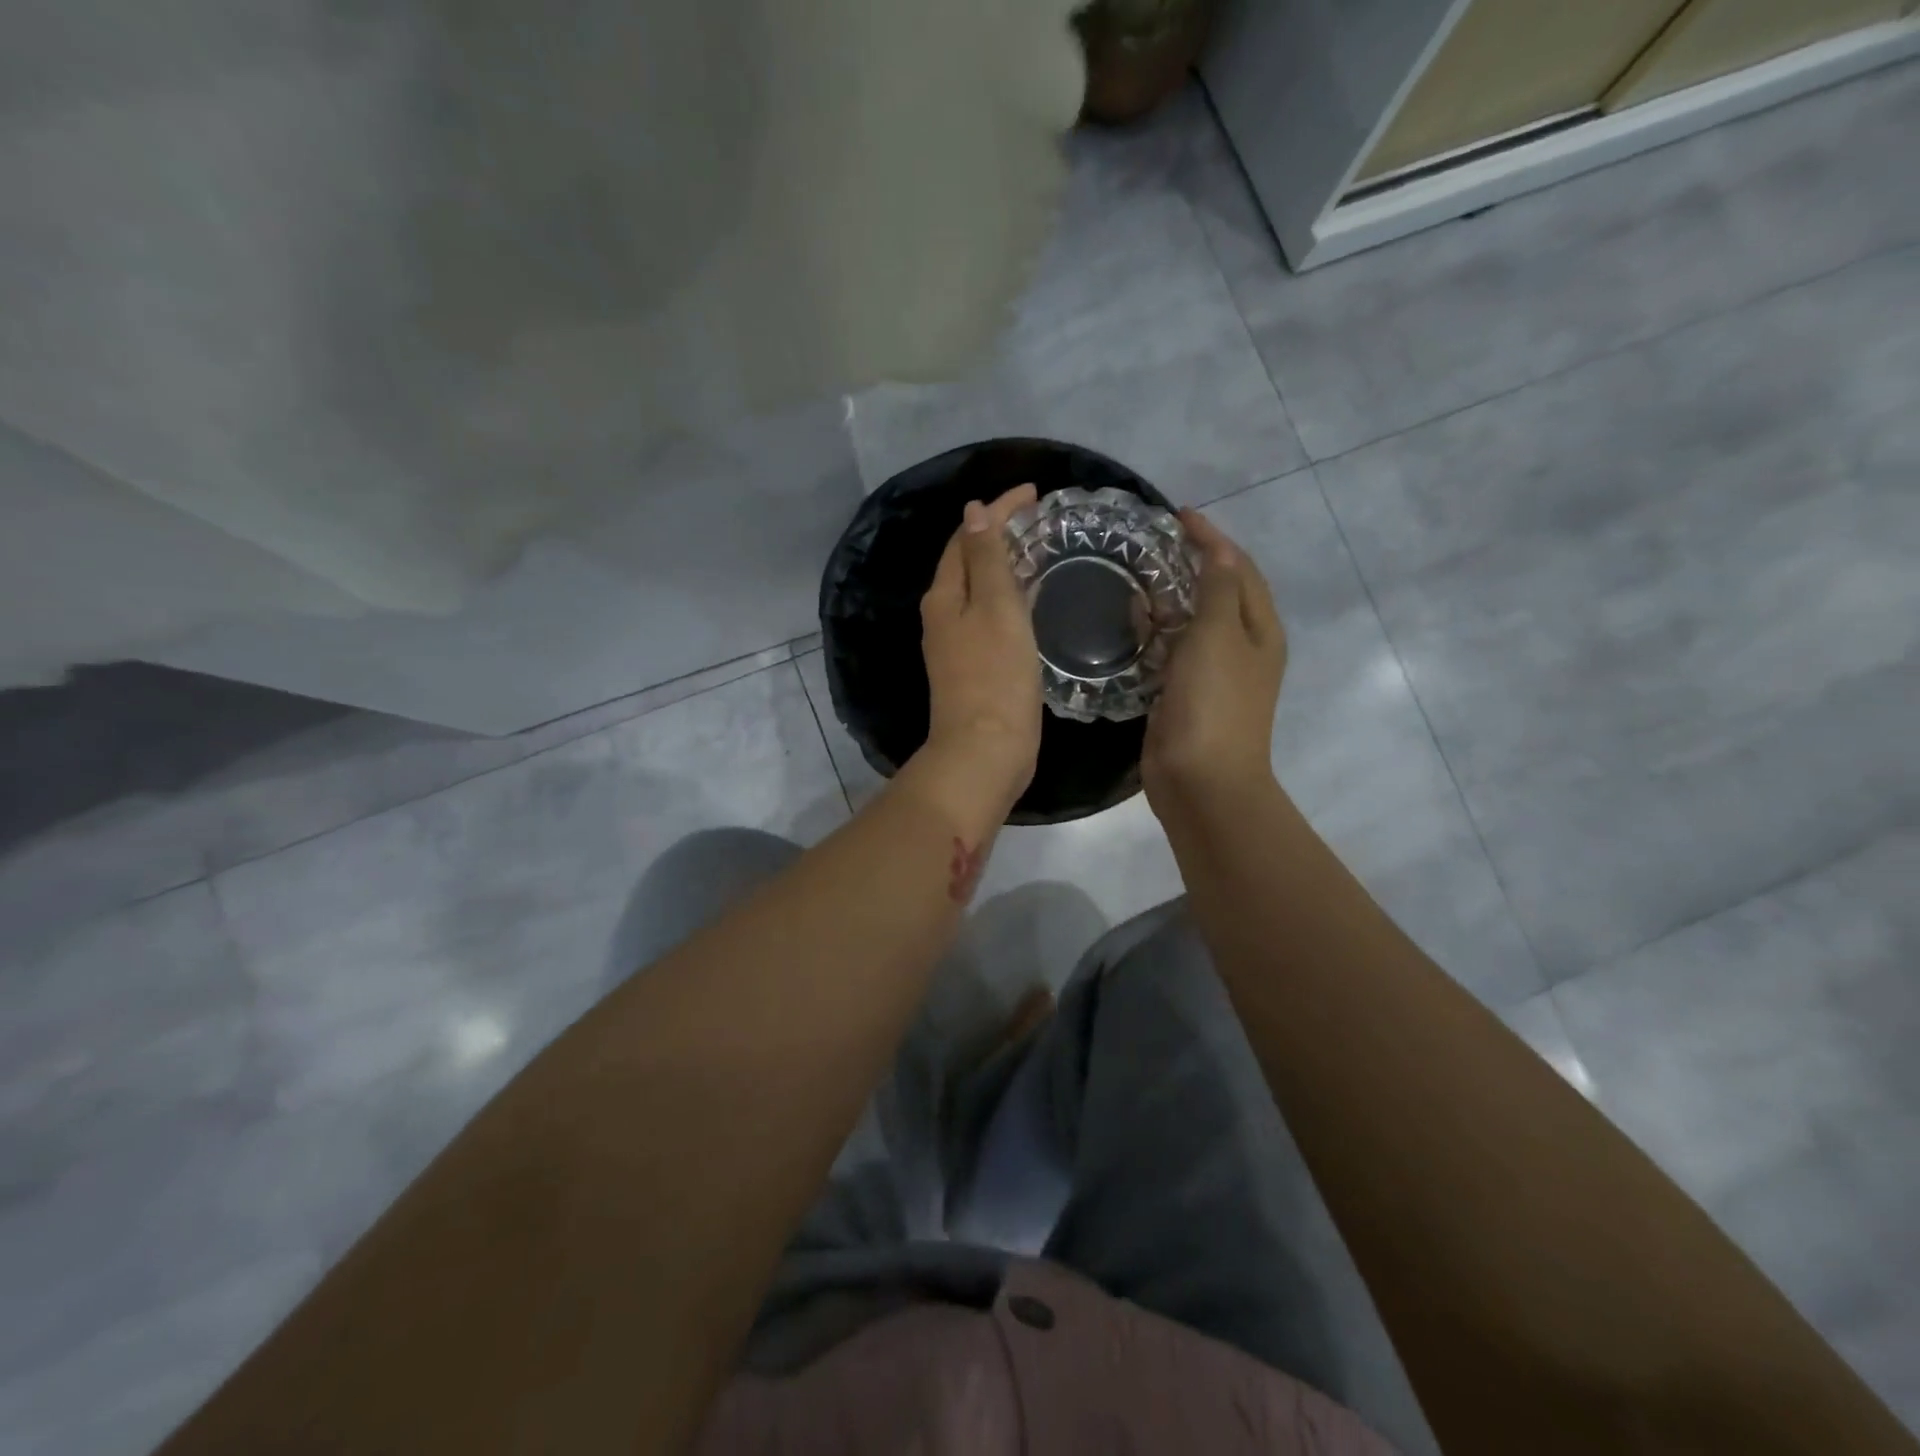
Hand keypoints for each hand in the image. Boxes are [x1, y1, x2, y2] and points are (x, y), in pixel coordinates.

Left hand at [913, 483, 1043, 817]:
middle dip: (998, 533)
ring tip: (1039, 551)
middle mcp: (942, 616)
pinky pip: (989, 618)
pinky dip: (1008, 598)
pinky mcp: (973, 668)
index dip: (998, 510)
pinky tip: (1030, 602)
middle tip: (1039, 519)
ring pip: (978, 590)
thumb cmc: (995, 676)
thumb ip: (986, 559)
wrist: (985, 750)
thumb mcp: (995, 608)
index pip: (966, 536)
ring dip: (1003, 565)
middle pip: (968, 561)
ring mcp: (955, 645)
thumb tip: (973, 512)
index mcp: (944, 596)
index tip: (1035, 492)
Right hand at [1143, 510, 1287, 820]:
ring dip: (1169, 598)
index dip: (1212, 539)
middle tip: (1152, 543)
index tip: (1177, 515)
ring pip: (1191, 623)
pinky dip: (1154, 632)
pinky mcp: (1183, 695)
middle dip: (1191, 564)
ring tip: (1136, 575)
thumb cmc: (1214, 703)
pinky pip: (1170, 652)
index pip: (1238, 569)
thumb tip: (1217, 553)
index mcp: (1259, 629)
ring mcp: (1212, 674)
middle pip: (1218, 592)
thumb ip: (1216, 589)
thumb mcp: (1218, 635)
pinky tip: (1130, 624)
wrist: (1201, 780)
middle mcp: (1241, 647)